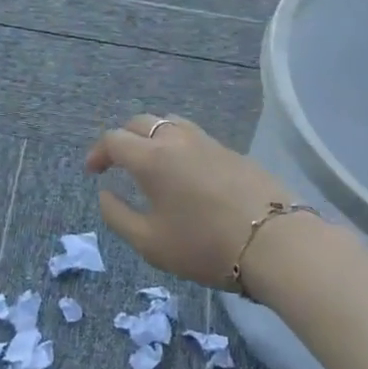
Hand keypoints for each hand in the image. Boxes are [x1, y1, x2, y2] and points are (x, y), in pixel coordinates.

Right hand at [85, 114, 294, 290]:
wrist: (274, 243)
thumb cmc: (203, 245)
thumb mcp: (149, 242)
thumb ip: (117, 216)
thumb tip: (105, 193)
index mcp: (151, 158)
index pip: (114, 140)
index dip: (98, 153)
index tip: (93, 172)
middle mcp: (176, 140)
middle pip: (141, 123)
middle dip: (123, 139)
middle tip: (117, 163)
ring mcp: (208, 142)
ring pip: (170, 123)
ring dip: (152, 136)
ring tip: (151, 162)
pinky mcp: (232, 152)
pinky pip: (194, 137)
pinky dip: (178, 145)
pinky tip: (185, 173)